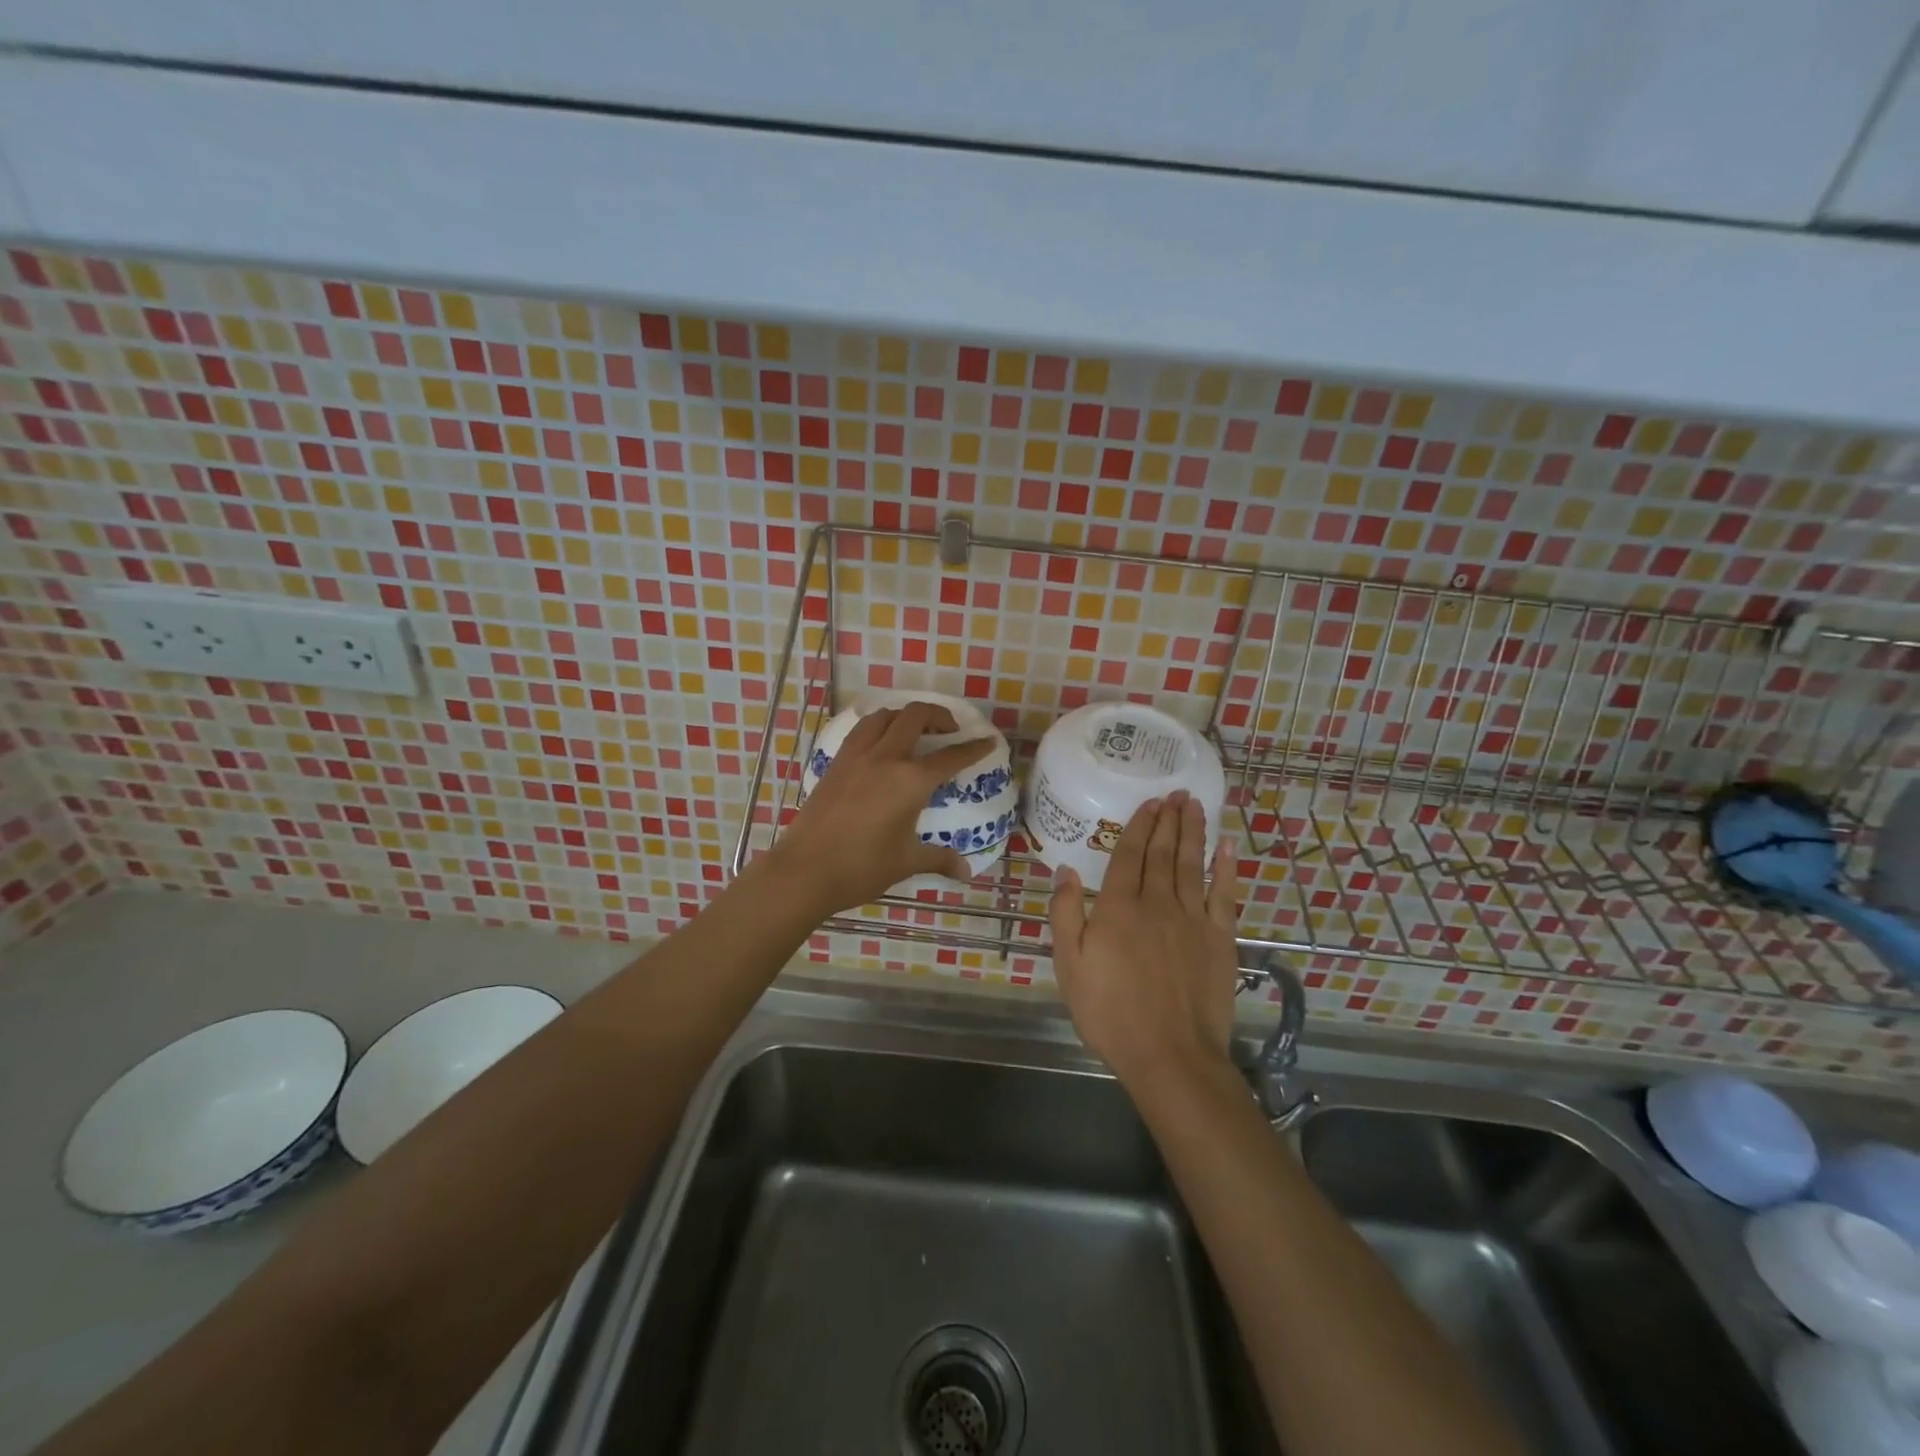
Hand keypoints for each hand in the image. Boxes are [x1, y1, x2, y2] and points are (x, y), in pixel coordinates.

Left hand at [773, 701, 993, 915]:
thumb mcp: (906, 862)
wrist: (805, 870)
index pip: (951, 757)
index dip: (973, 748)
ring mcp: (857, 756)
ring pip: (885, 716)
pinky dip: (879, 726)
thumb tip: (966, 872)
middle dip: (938, 716)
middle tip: (949, 730)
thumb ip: (939, 859)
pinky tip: (881, 743)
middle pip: (916, 716)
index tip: (988, 741)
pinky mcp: (836, 762)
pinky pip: (862, 730)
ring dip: (905, 716)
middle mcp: (886, 758)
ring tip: (914, 731)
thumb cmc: (862, 868)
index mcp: (910, 781)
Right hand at [1049, 792, 1241, 1089]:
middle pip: (1163, 852)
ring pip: (1192, 864)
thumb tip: (1065, 870)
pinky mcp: (1219, 939)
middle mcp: (1157, 903)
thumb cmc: (1110, 1013)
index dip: (1139, 826)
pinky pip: (1224, 895)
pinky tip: (1227, 847)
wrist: (1170, 1054)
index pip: (1128, 855)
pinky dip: (1226, 868)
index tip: (1149, 802)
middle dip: (1168, 820)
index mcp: (1118, 908)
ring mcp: (1192, 919)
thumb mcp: (1070, 966)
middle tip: (1175, 793)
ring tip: (1195, 805)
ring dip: (1194, 832)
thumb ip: (1066, 915)